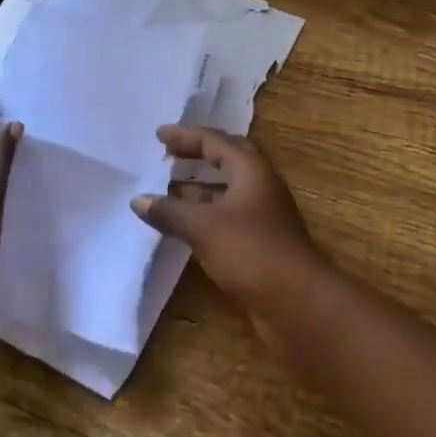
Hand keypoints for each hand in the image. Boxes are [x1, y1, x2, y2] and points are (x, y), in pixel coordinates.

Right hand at [131, 126, 332, 333]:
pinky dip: (204, 214)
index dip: (186, 136)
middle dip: (196, 156)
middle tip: (167, 155)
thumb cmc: (251, 251)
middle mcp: (259, 184)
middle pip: (225, 160)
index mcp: (251, 169)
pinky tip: (183, 226)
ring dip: (198, 187)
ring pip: (226, 190)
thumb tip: (138, 199)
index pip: (215, 141)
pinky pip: (226, 216)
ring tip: (165, 190)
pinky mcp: (259, 241)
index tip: (159, 134)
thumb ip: (170, 211)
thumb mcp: (204, 227)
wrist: (297, 302)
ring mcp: (262, 214)